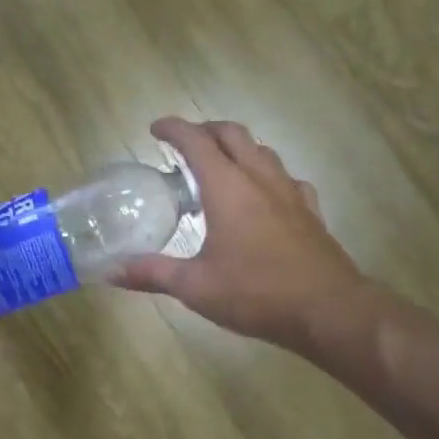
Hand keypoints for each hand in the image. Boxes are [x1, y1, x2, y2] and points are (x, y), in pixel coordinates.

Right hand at [115, 117, 366, 352]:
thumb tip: (111, 271)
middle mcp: (260, 180)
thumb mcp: (196, 287)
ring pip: (263, 152)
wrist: (328, 310)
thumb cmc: (256, 293)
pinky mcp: (310, 212)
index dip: (174, 129)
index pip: (196, 142)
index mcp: (228, 188)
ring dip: (238, 148)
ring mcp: (290, 193)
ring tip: (221, 165)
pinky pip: (287, 179)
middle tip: (186, 143)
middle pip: (233, 134)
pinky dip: (267, 175)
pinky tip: (264, 196)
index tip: (155, 128)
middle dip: (206, 130)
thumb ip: (152, 273)